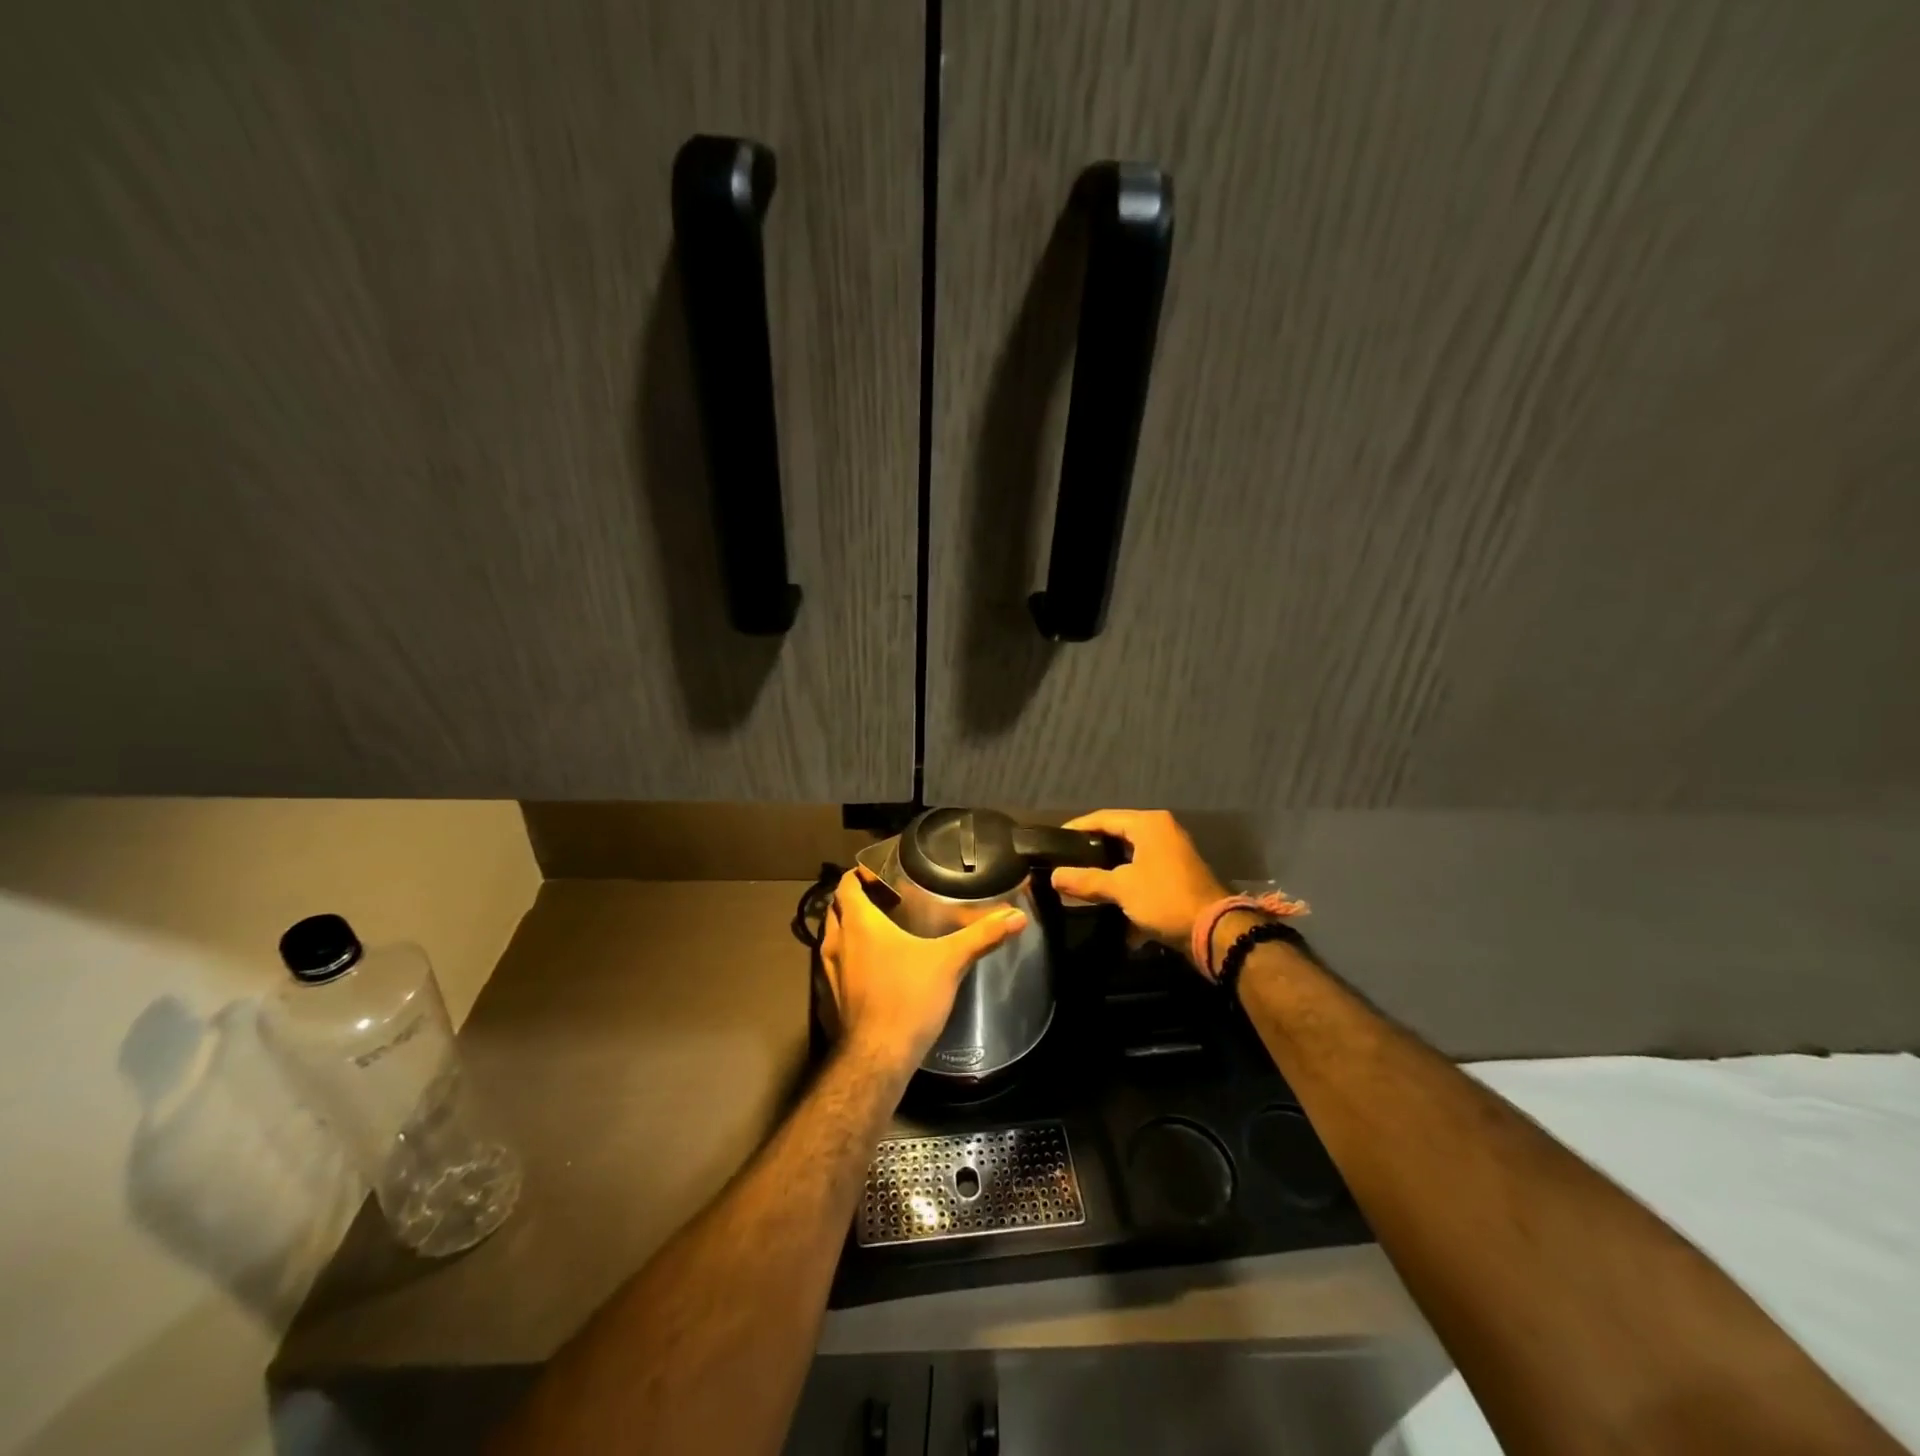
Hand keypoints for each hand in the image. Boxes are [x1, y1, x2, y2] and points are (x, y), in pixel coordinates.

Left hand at [821, 867, 1027, 1076]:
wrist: (878, 1058)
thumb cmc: (908, 998)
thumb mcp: (950, 962)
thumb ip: (982, 936)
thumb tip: (1017, 916)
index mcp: (859, 924)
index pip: (846, 886)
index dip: (858, 874)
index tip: (878, 872)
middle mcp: (836, 943)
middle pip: (836, 909)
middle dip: (854, 900)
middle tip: (883, 898)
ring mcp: (828, 973)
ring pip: (831, 938)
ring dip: (848, 929)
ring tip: (879, 929)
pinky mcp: (831, 999)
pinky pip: (834, 966)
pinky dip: (848, 959)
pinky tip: (873, 968)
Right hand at [1047, 810, 1228, 964]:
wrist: (1215, 932)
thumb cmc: (1165, 898)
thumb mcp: (1121, 888)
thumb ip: (1086, 879)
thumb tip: (1054, 876)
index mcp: (1148, 824)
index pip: (1103, 818)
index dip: (1076, 828)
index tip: (1054, 840)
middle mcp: (1162, 832)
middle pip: (1116, 838)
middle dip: (1091, 854)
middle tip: (1065, 863)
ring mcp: (1172, 856)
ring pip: (1129, 861)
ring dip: (1109, 876)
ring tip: (1082, 887)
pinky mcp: (1177, 879)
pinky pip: (1143, 879)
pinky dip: (1128, 893)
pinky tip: (1113, 915)